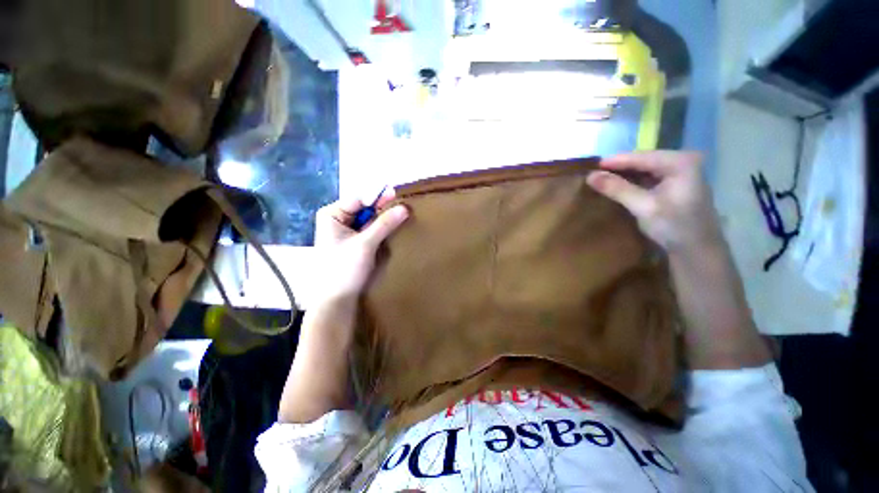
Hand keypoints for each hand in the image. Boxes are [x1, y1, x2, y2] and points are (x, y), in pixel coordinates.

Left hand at [312, 189, 408, 302]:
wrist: (336, 300)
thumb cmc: (344, 268)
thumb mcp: (365, 244)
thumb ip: (384, 224)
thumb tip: (405, 207)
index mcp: (332, 215)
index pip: (359, 200)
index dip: (378, 198)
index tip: (397, 196)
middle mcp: (337, 220)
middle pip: (364, 209)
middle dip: (382, 210)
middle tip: (403, 208)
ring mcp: (345, 232)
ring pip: (368, 221)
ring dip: (383, 221)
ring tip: (401, 218)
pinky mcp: (353, 243)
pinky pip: (368, 231)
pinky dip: (380, 231)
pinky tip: (391, 230)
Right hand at [586, 151, 723, 253]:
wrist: (697, 250)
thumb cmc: (674, 227)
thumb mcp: (643, 207)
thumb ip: (617, 189)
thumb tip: (589, 176)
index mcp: (680, 162)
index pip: (640, 157)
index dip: (614, 162)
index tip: (590, 167)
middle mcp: (683, 161)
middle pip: (643, 160)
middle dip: (619, 168)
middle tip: (594, 175)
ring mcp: (681, 172)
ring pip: (645, 168)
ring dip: (624, 175)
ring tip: (602, 180)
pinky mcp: (677, 184)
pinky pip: (649, 177)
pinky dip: (633, 181)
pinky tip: (619, 186)